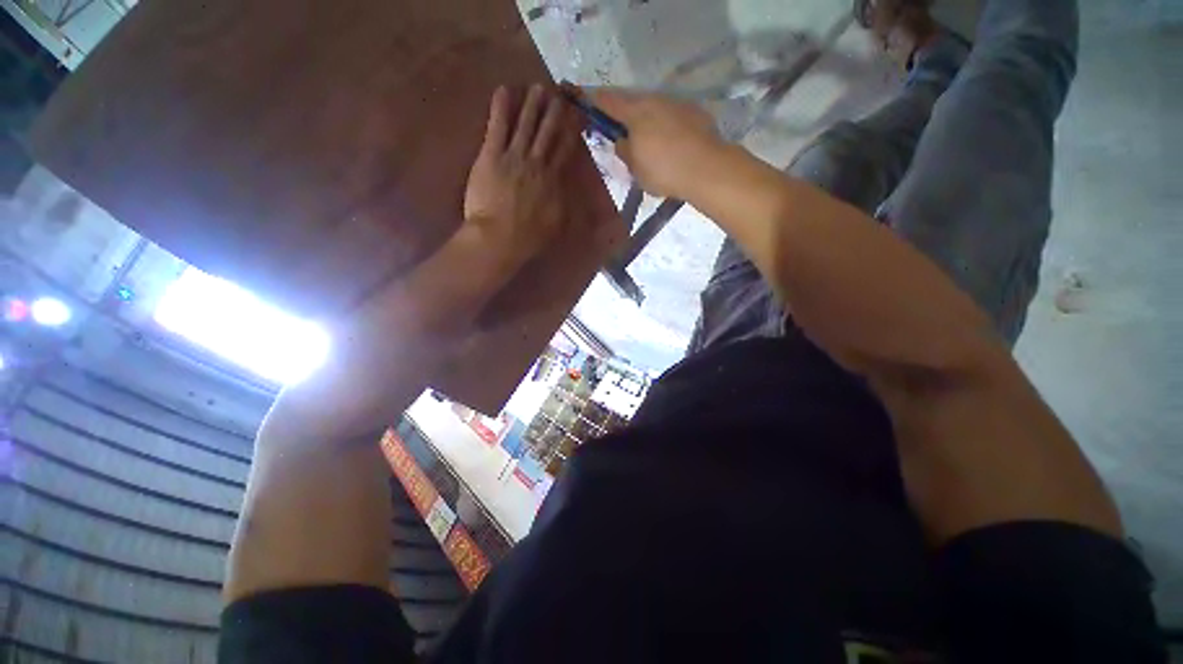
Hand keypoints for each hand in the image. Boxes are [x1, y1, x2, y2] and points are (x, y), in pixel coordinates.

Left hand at [464, 84, 582, 269]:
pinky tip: (504, 90)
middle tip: (559, 93)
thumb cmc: (529, 236)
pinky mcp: (491, 155)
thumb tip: (571, 187)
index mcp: (553, 180)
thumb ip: (564, 202)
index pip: (565, 149)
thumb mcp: (557, 223)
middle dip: (554, 111)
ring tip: (538, 87)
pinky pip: (497, 126)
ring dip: (532, 104)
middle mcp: (537, 162)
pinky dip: (501, 107)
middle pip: (548, 131)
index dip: (572, 130)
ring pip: (525, 124)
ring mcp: (513, 156)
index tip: (577, 115)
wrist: (500, 238)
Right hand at [588, 88, 724, 198]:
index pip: (608, 101)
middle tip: (619, 128)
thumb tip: (623, 141)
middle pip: (632, 101)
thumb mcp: (635, 168)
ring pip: (653, 107)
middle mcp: (655, 100)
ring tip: (647, 139)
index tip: (585, 99)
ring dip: (646, 119)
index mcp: (635, 113)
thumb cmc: (664, 170)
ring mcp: (676, 104)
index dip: (594, 100)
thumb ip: (624, 151)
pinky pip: (671, 115)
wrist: (706, 168)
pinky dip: (665, 124)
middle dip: (623, 112)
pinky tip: (669, 142)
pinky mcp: (694, 112)